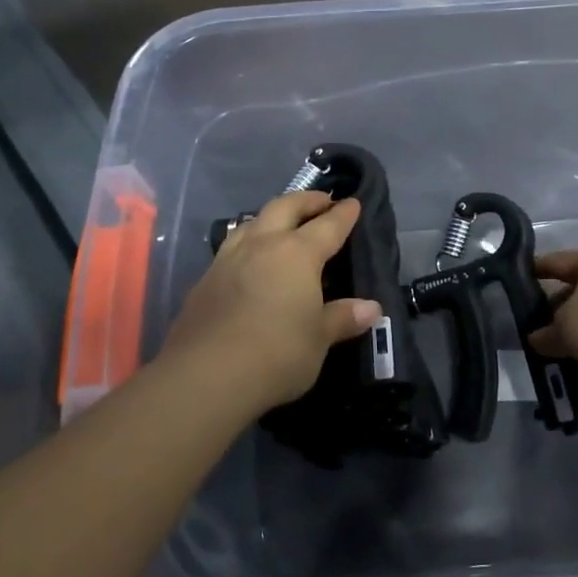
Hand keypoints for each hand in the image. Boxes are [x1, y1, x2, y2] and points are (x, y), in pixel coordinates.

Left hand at [162, 190, 381, 415]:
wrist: (206, 375)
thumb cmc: (276, 353)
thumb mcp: (318, 339)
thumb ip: (342, 318)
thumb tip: (371, 308)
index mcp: (297, 254)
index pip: (327, 226)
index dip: (343, 214)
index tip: (353, 202)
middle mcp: (262, 245)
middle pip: (285, 208)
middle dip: (307, 200)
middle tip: (322, 201)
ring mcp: (229, 259)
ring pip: (252, 221)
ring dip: (272, 215)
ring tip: (283, 223)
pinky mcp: (206, 279)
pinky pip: (232, 246)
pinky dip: (249, 241)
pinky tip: (250, 258)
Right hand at [528, 248, 577, 398]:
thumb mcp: (563, 324)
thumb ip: (547, 333)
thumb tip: (535, 340)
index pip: (560, 262)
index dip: (538, 270)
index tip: (518, 278)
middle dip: (557, 316)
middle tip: (532, 331)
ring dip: (576, 346)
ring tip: (548, 361)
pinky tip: (574, 382)